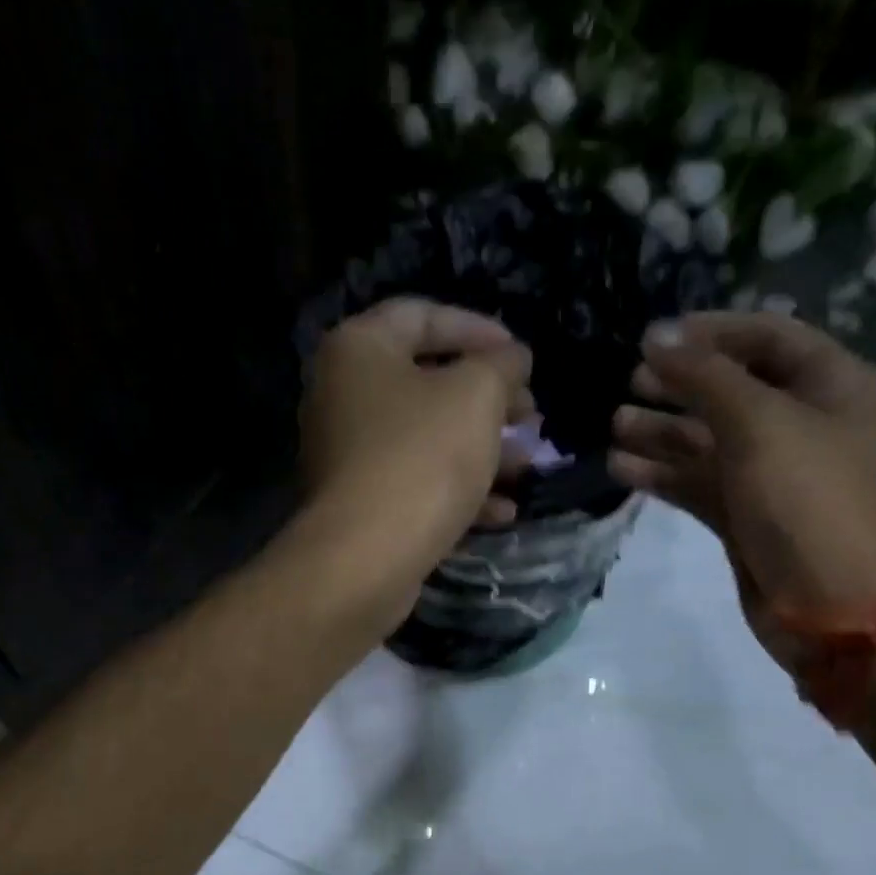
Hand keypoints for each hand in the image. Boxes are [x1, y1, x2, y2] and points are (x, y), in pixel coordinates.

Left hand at [296, 298, 535, 620]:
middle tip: (531, 416)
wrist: (364, 559)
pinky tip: (504, 511)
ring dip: (483, 450)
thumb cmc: (420, 459)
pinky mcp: (362, 507)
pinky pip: (417, 485)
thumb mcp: (476, 396)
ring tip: (528, 465)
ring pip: (427, 440)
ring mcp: (350, 457)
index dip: (479, 328)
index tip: (523, 356)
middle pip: (427, 383)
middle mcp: (343, 397)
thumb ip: (501, 366)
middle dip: (489, 399)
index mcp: (359, 350)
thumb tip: (513, 359)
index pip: (422, 315)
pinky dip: (459, 492)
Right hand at [610, 313, 875, 627]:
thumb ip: (705, 377)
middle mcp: (801, 423)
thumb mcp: (761, 424)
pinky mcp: (744, 517)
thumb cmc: (810, 501)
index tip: (653, 338)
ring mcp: (771, 475)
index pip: (765, 338)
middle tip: (629, 382)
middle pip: (731, 390)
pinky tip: (620, 468)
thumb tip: (656, 337)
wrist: (838, 607)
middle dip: (679, 384)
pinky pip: (698, 484)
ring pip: (708, 441)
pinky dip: (663, 475)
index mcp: (829, 385)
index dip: (710, 333)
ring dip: (662, 431)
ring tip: (614, 425)